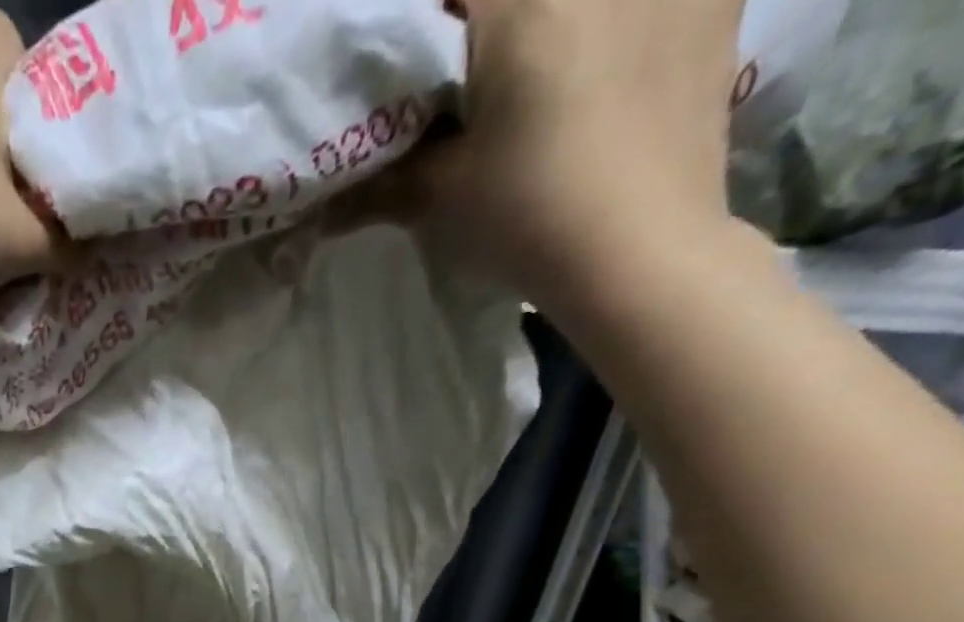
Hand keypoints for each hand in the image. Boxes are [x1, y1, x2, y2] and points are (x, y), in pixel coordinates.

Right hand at [381, 0, 747, 312]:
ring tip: (544, 76)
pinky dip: (623, 19)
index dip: (422, 25)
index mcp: (521, 0)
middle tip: (473, 76)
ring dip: (554, 26)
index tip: (415, 66)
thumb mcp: (443, 198)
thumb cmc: (530, 216)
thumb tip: (322, 208)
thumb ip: (383, 183)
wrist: (641, 254)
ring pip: (575, 3)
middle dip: (487, 23)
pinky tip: (614, 55)